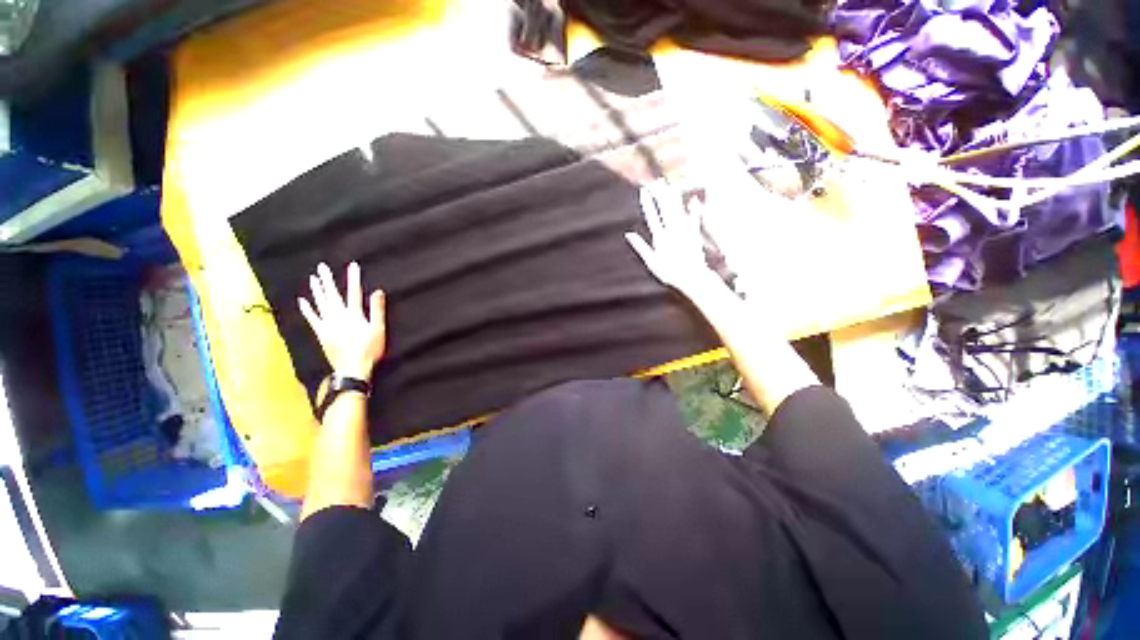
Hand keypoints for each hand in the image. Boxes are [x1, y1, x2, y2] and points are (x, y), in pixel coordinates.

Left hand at [298, 262, 386, 380]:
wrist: (352, 368)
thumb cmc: (369, 349)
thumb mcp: (378, 329)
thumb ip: (378, 310)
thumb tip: (377, 291)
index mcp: (354, 315)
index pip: (354, 292)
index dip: (353, 278)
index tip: (353, 265)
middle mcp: (338, 316)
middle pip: (333, 295)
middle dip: (328, 280)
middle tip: (322, 267)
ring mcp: (327, 325)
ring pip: (321, 304)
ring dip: (317, 290)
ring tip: (313, 278)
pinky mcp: (321, 333)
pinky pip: (312, 319)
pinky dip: (307, 309)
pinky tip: (302, 301)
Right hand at [625, 181, 723, 299]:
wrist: (691, 277)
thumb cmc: (669, 273)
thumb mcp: (651, 261)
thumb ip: (640, 246)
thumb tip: (628, 235)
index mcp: (660, 237)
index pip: (651, 215)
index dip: (647, 202)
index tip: (643, 191)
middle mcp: (672, 231)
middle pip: (665, 208)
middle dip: (660, 194)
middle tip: (656, 181)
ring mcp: (684, 231)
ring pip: (677, 209)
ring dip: (673, 196)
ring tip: (669, 185)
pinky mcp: (694, 234)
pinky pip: (693, 218)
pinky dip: (693, 209)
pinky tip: (692, 199)